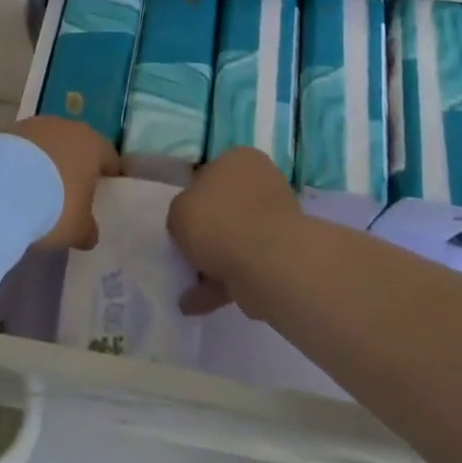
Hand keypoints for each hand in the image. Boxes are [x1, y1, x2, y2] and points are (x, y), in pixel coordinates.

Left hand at [0, 116, 120, 251]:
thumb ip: (88, 229)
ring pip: (48, 143)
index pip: (110, 157)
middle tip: (69, 192)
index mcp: (93, 145)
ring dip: (45, 161)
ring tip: (36, 189)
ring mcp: (35, 125)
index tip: (104, 191)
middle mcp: (67, 127)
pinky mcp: (7, 130)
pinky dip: (22, 162)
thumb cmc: (54, 205)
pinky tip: (13, 184)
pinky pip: (23, 148)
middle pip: (77, 145)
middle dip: (74, 166)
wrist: (1, 187)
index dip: (108, 175)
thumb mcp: (77, 228)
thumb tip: (90, 234)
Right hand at [167, 148, 302, 315]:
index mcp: (240, 159)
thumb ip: (180, 214)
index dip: (193, 198)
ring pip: (236, 238)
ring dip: (213, 261)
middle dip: (207, 232)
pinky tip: (198, 303)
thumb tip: (191, 225)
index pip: (210, 173)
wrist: (267, 261)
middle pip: (225, 207)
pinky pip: (246, 264)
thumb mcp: (179, 210)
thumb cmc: (218, 221)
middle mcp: (262, 181)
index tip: (182, 222)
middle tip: (186, 254)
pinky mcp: (282, 253)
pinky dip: (224, 282)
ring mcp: (276, 218)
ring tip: (187, 288)